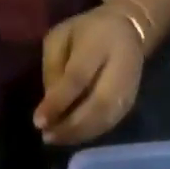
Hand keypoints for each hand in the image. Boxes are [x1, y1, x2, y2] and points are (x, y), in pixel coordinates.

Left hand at [35, 4, 146, 145]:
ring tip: (56, 139)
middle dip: (70, 126)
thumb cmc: (86, 32)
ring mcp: (129, 88)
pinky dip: (89, 134)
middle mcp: (121, 67)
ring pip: (105, 119)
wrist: (128, 29)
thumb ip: (53, 67)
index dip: (58, 102)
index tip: (38, 122)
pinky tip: (71, 137)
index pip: (78, 78)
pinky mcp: (131, 102)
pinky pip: (109, 124)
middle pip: (97, 105)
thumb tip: (50, 105)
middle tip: (47, 137)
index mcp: (100, 43)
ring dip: (79, 134)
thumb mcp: (61, 36)